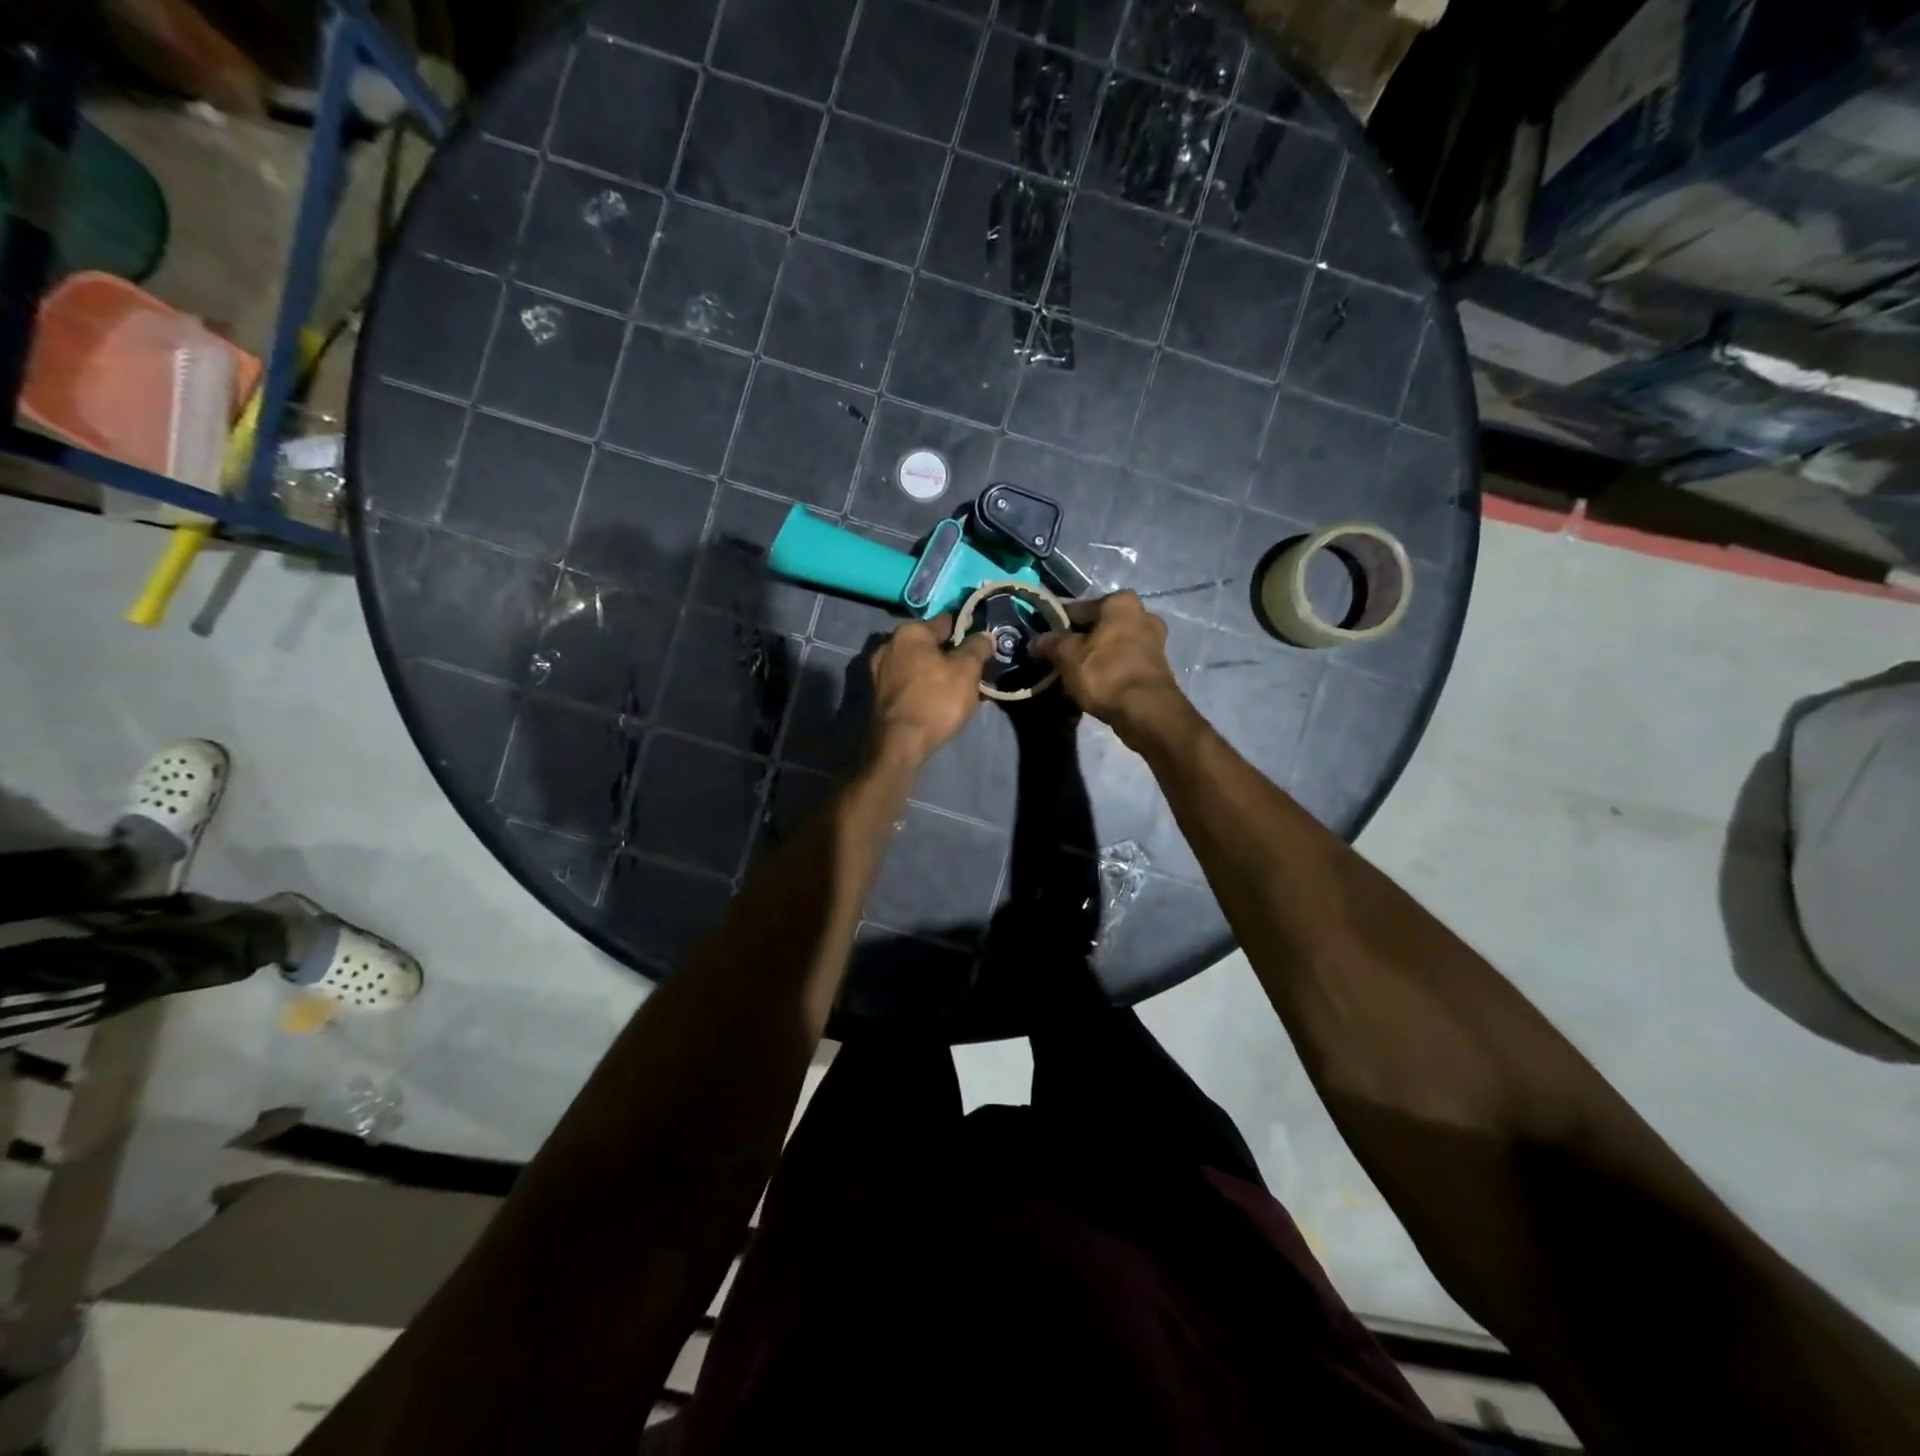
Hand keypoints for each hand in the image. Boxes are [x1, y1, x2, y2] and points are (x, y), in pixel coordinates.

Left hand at [866, 615, 994, 765]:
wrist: (900, 743)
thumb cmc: (936, 699)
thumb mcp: (967, 670)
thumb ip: (977, 647)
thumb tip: (984, 635)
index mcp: (910, 631)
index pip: (947, 622)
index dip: (967, 632)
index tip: (982, 645)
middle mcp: (889, 644)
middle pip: (930, 645)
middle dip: (951, 654)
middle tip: (973, 670)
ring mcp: (880, 670)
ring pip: (919, 665)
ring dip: (937, 672)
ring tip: (959, 688)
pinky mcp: (879, 694)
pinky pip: (909, 682)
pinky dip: (924, 686)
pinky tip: (939, 699)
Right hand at [1033, 592, 1188, 749]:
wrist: (1145, 711)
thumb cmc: (1104, 673)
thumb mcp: (1067, 656)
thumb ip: (1049, 643)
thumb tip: (1036, 641)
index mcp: (1120, 602)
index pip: (1077, 609)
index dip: (1057, 626)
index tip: (1043, 642)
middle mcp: (1143, 614)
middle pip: (1098, 626)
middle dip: (1078, 641)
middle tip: (1058, 660)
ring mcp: (1154, 641)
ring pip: (1111, 645)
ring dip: (1094, 656)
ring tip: (1073, 675)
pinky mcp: (1157, 666)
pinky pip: (1123, 661)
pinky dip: (1108, 669)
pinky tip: (1093, 684)